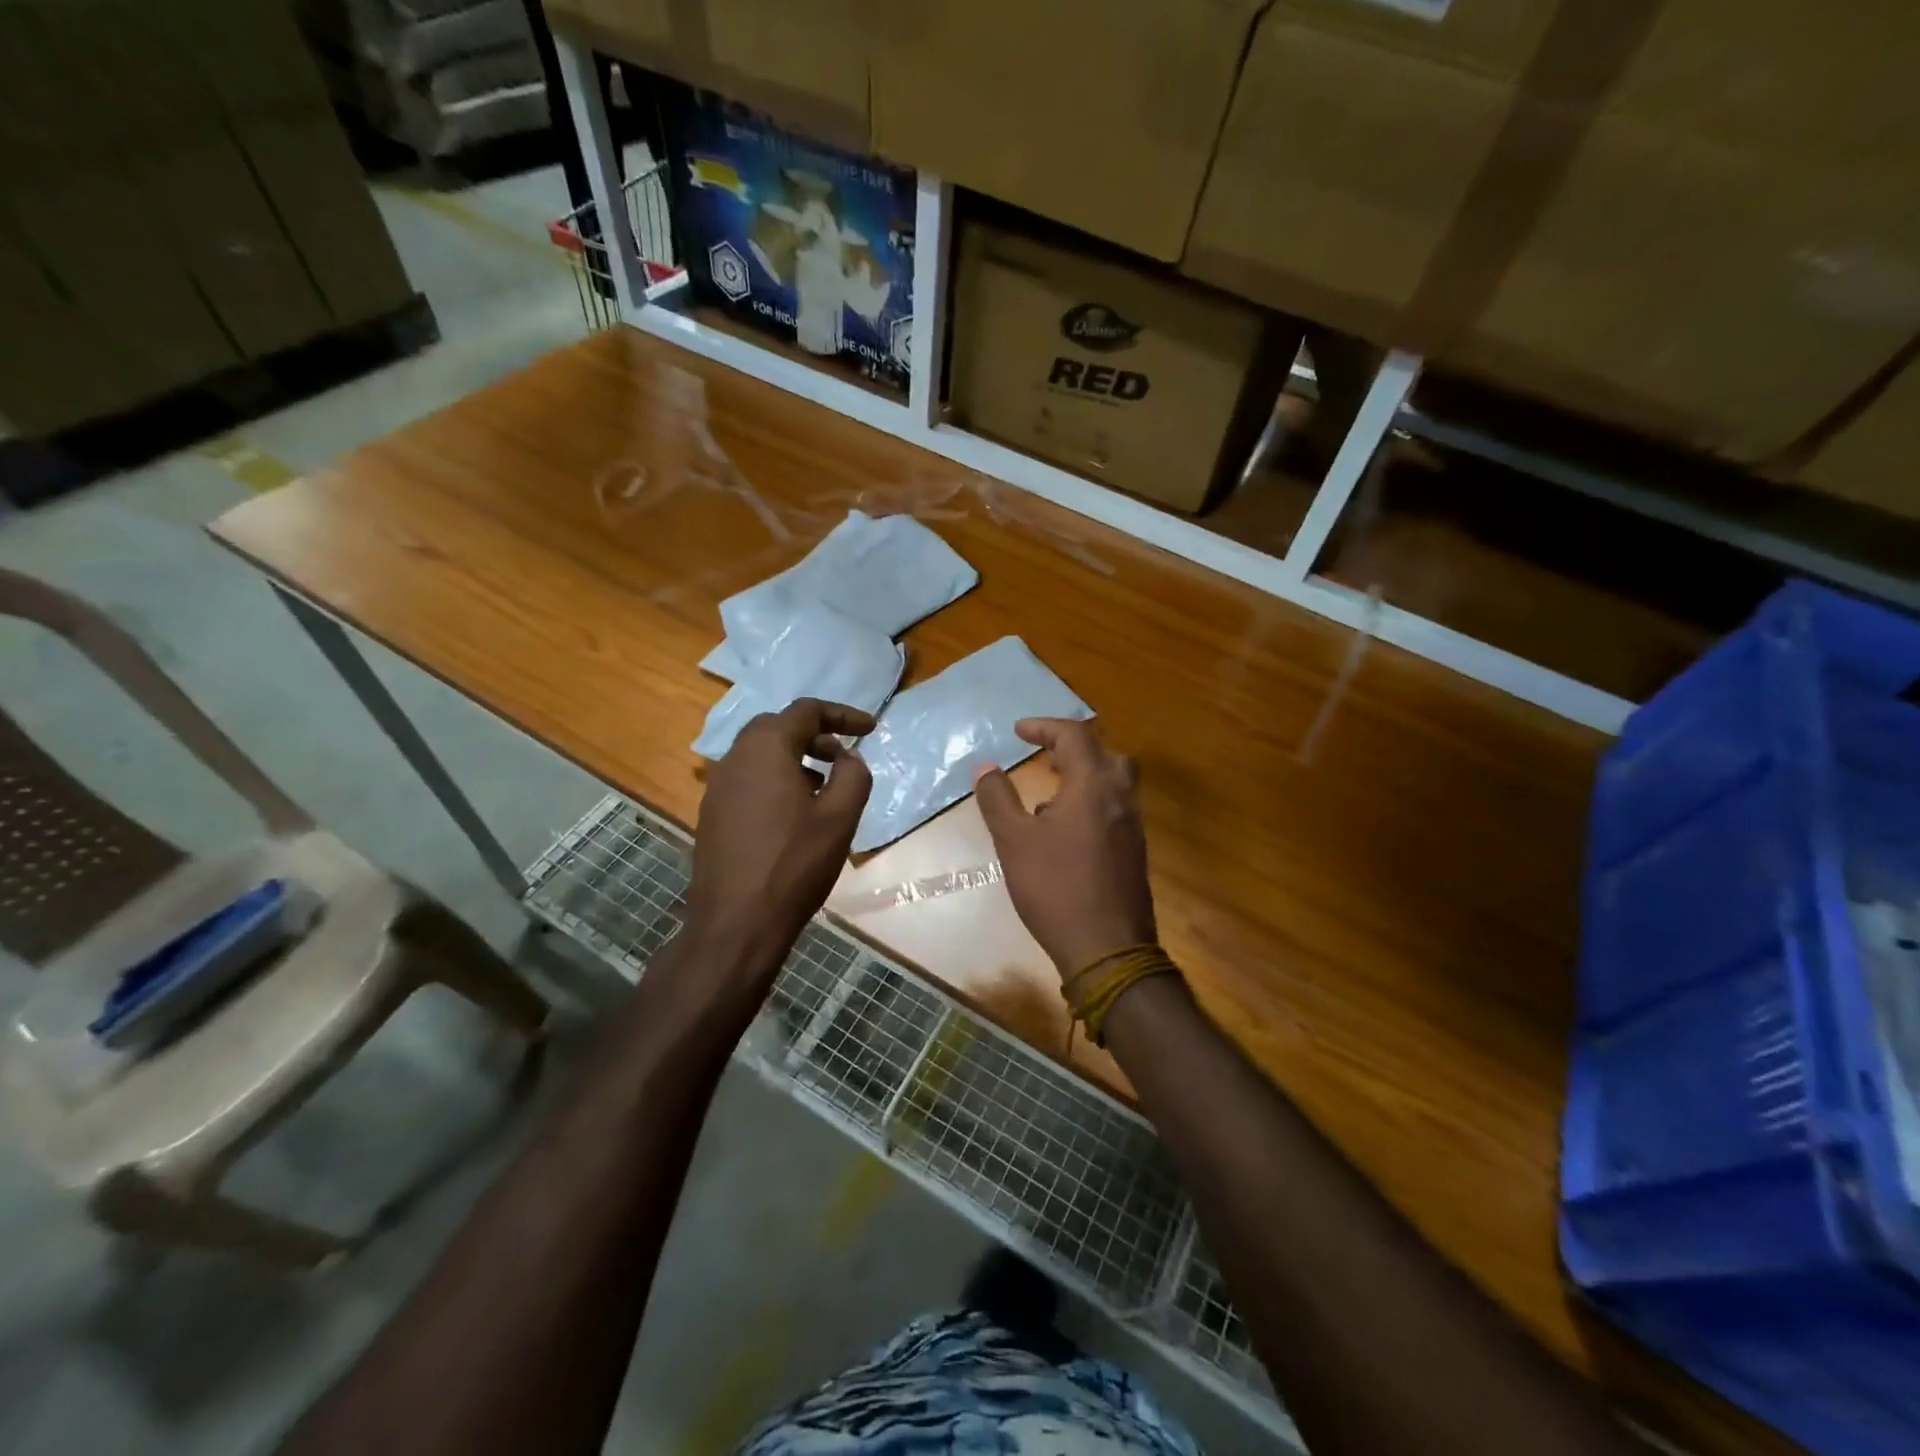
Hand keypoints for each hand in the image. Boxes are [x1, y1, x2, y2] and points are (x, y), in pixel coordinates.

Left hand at [685, 699, 873, 983]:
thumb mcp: (840, 817)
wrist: (735, 923)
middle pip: (778, 726)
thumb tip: (849, 758)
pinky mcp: (712, 813)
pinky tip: (793, 814)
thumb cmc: (794, 865)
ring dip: (794, 758)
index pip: (807, 711)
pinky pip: (748, 779)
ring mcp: (717, 786)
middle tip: (843, 757)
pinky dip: (775, 779)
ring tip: (823, 787)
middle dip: (815, 734)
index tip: (871, 729)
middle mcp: (735, 757)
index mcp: (766, 748)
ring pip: (760, 753)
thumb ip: (853, 776)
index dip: (843, 715)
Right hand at [973, 718, 1156, 977]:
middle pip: (1104, 752)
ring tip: (1051, 789)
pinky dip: (1091, 799)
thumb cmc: (1055, 888)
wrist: (1108, 948)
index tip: (1018, 731)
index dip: (1044, 727)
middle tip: (1044, 755)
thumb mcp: (1014, 841)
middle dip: (1072, 746)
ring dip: (1084, 773)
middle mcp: (1121, 797)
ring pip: (1114, 781)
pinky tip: (1065, 829)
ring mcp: (1133, 825)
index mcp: (1094, 784)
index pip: (1074, 736)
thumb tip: (985, 766)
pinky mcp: (1135, 850)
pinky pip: (1114, 807)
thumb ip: (998, 798)